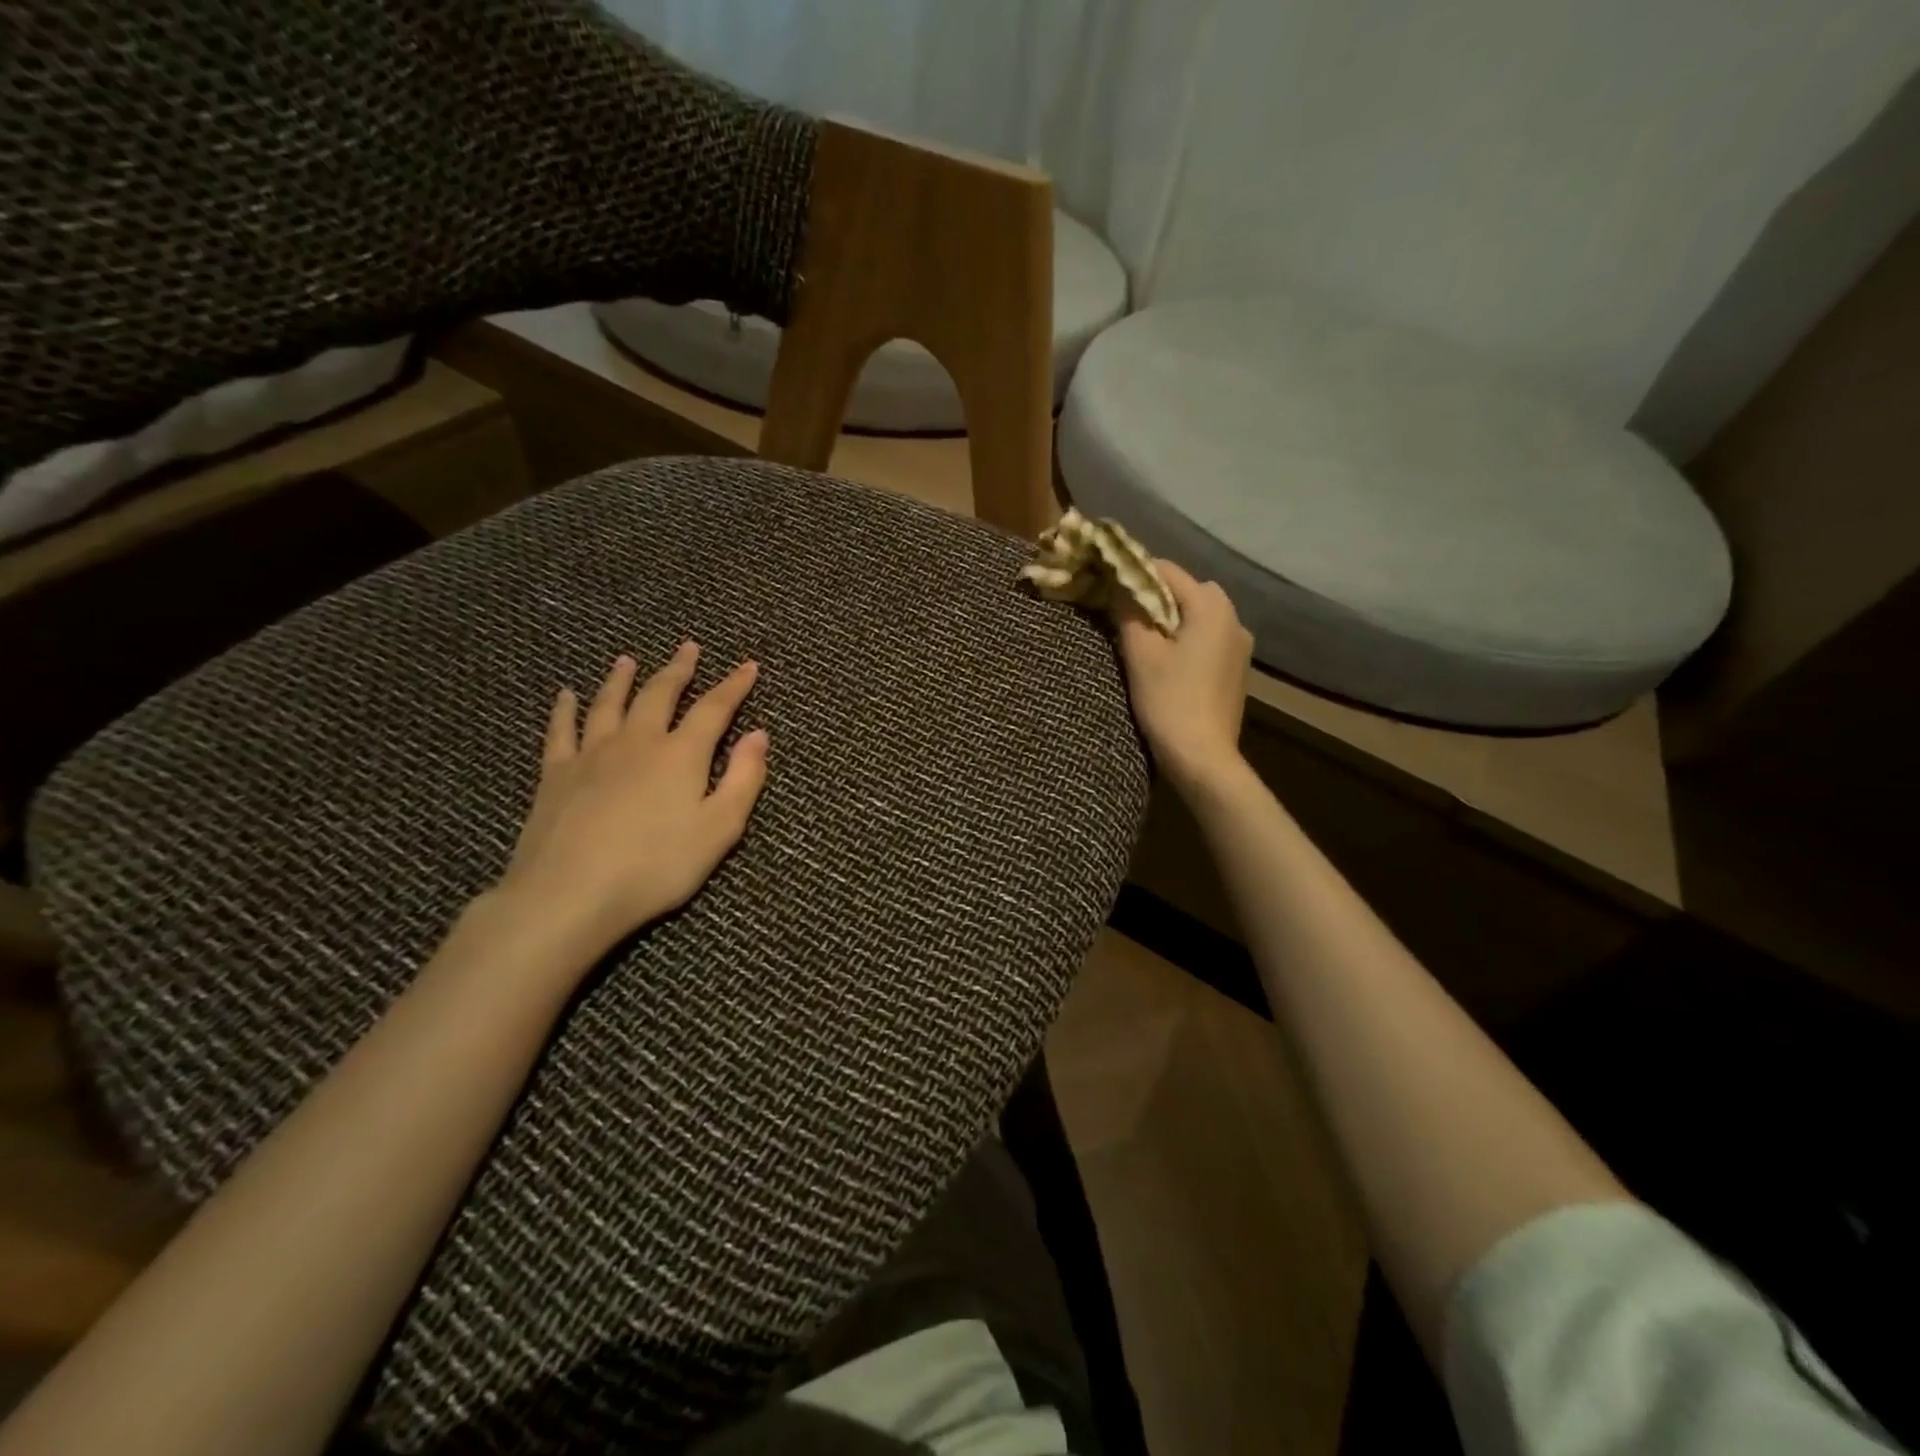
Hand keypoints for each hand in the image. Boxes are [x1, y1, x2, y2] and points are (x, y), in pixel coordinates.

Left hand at [493, 643, 768, 964]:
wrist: (570, 893)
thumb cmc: (657, 866)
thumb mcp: (720, 828)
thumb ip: (744, 779)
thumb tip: (759, 735)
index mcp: (681, 755)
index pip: (715, 709)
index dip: (734, 685)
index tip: (748, 665)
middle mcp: (638, 742)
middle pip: (660, 695)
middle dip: (678, 670)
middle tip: (688, 648)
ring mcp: (592, 755)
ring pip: (610, 704)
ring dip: (622, 679)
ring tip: (629, 659)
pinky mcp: (556, 774)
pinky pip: (561, 731)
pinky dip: (565, 709)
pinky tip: (565, 695)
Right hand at [1117, 561, 1253, 793]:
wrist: (1203, 757)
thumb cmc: (1169, 700)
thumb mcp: (1140, 654)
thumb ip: (1129, 612)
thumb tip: (1121, 586)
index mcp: (1211, 607)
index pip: (1168, 570)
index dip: (1135, 573)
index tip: (1109, 584)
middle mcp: (1233, 618)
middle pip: (1188, 590)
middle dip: (1156, 596)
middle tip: (1124, 616)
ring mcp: (1240, 645)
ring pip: (1200, 615)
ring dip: (1172, 619)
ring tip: (1144, 640)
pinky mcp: (1238, 669)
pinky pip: (1209, 638)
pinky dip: (1188, 638)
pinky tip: (1169, 661)